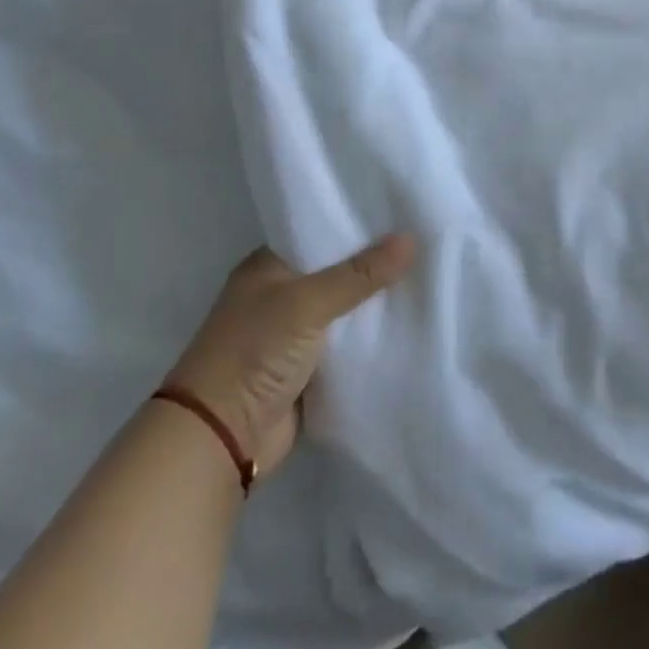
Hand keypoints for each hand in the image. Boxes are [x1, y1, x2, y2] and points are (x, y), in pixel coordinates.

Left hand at [167, 234, 416, 478]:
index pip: (320, 232)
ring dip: (375, 303)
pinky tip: (409, 321)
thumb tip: (411, 239)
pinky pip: (348, 344)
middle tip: (424, 241)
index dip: (357, 223)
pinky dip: (370, 338)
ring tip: (428, 274)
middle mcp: (280, 294)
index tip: (401, 212)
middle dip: (374, 264)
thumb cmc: (254, 351)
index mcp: (268, 266)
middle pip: (337, 271)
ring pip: (345, 309)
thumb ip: (360, 273)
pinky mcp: (308, 369)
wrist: (220, 437)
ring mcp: (293, 334)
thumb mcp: (308, 302)